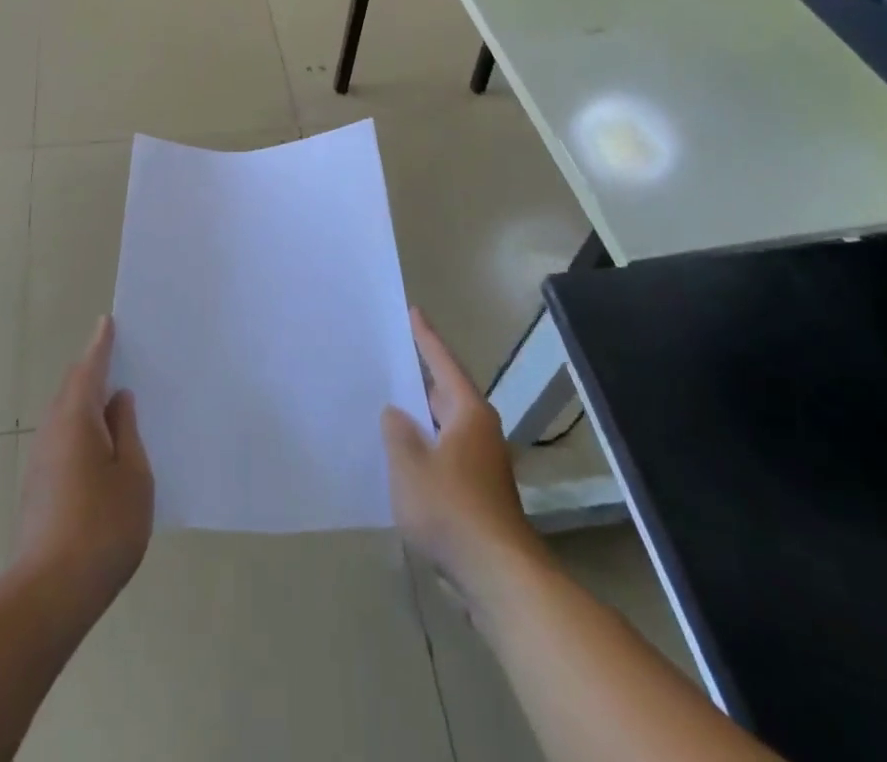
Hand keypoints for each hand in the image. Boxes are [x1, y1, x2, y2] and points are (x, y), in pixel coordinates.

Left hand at [15, 316, 153, 614]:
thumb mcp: (133, 475)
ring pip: (66, 416)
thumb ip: (127, 431)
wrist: (49, 594)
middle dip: (93, 371)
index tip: (107, 322)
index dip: (101, 345)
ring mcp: (41, 461)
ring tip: (115, 400)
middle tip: (118, 357)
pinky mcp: (38, 488)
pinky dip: (82, 428)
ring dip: (87, 402)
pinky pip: (63, 439)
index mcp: (77, 419)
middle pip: (73, 389)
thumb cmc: (103, 527)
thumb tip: (118, 401)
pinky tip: (101, 446)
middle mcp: (52, 431)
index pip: (89, 368)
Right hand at [382, 308, 535, 594]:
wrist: (497, 575)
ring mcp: (480, 464)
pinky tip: (402, 457)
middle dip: (420, 377)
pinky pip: (444, 454)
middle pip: (446, 393)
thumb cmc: (452, 508)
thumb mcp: (410, 464)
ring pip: (444, 427)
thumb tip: (396, 413)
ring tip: (389, 403)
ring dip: (420, 416)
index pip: (443, 363)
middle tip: (392, 356)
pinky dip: (424, 447)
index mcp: (468, 412)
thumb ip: (398, 432)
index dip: (426, 337)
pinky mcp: (477, 493)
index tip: (413, 311)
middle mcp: (479, 431)